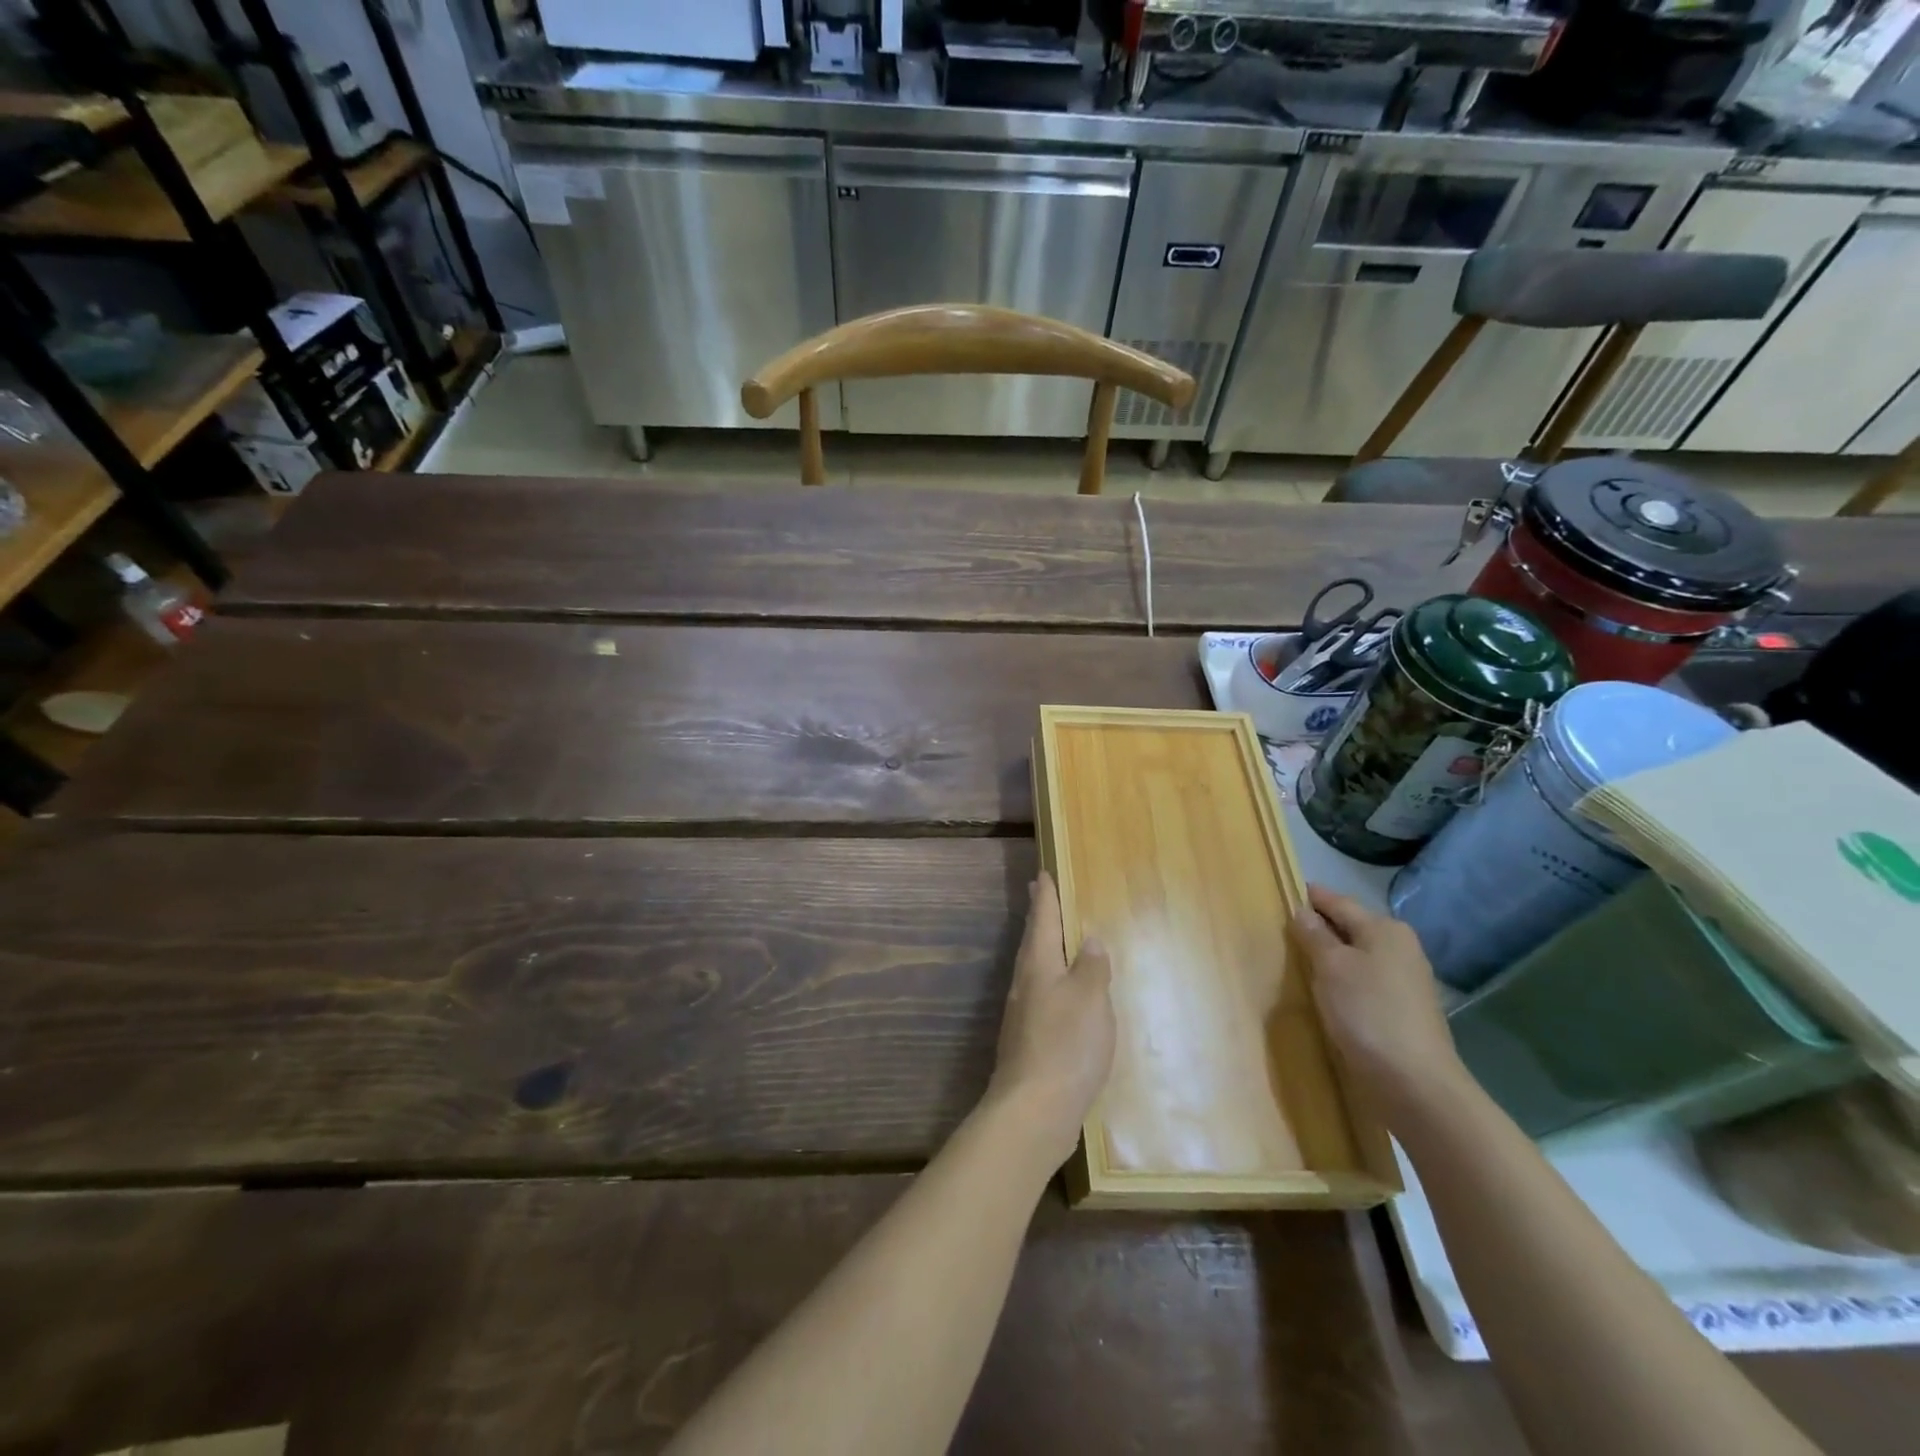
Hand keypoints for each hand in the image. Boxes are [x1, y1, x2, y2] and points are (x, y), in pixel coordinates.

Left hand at [987, 872, 1115, 1168]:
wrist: (1034, 1109)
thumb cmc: (1066, 1045)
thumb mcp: (1091, 998)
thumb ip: (1092, 966)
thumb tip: (1089, 939)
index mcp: (1039, 965)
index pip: (1043, 919)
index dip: (1045, 896)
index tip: (1041, 873)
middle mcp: (1025, 984)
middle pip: (1033, 942)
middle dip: (1039, 918)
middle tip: (1040, 895)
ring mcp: (1022, 1014)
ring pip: (1034, 969)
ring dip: (1043, 949)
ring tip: (1055, 940)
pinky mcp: (1028, 1042)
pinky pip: (1041, 997)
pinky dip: (1051, 983)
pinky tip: (1062, 997)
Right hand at [1293, 884, 1466, 1116]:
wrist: (1414, 1082)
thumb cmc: (1367, 1012)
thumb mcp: (1331, 967)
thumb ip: (1314, 935)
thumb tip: (1303, 911)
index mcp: (1385, 929)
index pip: (1339, 902)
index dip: (1312, 897)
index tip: (1286, 891)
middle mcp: (1401, 947)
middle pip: (1352, 927)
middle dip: (1322, 926)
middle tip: (1286, 928)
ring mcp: (1406, 980)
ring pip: (1359, 955)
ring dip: (1333, 955)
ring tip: (1300, 959)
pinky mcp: (1404, 1009)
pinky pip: (1365, 980)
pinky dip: (1345, 979)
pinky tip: (1327, 991)